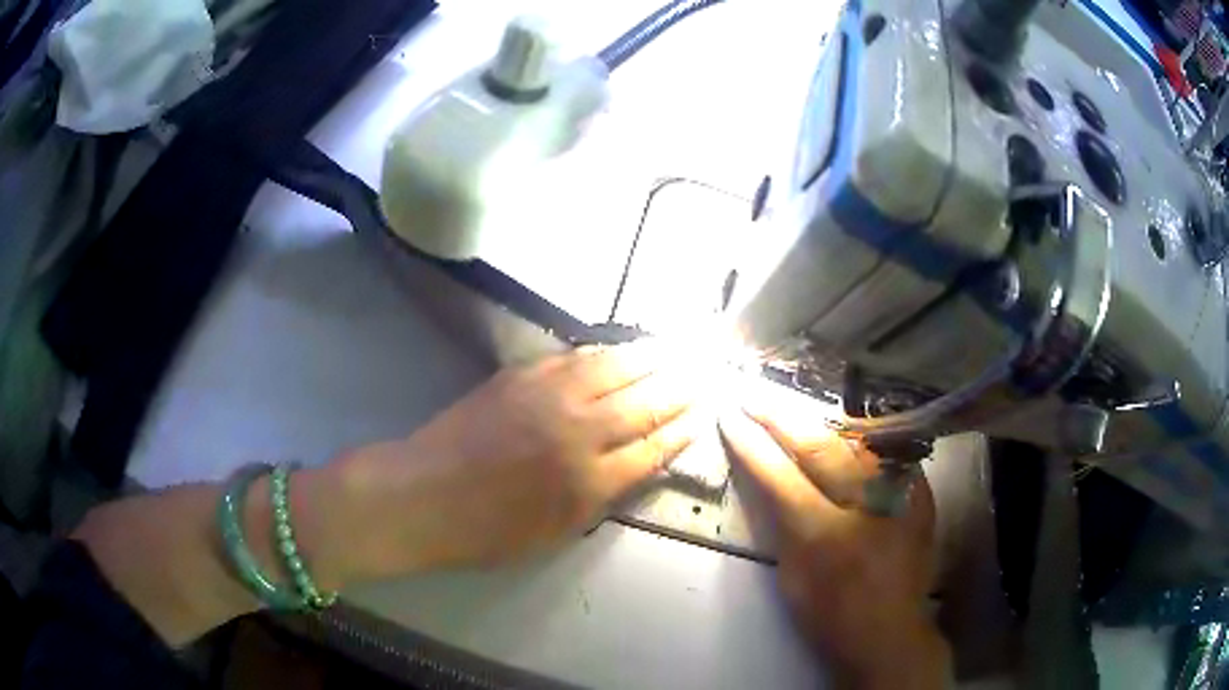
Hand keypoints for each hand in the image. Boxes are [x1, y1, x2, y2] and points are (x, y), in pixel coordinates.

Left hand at [337, 341, 699, 575]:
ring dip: (651, 357)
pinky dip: (606, 352)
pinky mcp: (522, 374)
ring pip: (615, 368)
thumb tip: (639, 463)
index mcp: (590, 479)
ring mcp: (549, 395)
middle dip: (679, 386)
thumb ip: (604, 496)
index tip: (702, 414)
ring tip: (675, 348)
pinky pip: (576, 357)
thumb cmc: (488, 529)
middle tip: (703, 370)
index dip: (682, 429)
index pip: (654, 446)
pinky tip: (620, 349)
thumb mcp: (557, 531)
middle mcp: (579, 430)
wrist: (424, 493)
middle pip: (645, 401)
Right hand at [719, 380, 948, 688]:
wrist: (891, 630)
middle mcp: (867, 503)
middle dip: (780, 417)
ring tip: (789, 405)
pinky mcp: (919, 491)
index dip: (752, 444)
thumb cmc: (832, 613)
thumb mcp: (792, 578)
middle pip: (820, 445)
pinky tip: (837, 430)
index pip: (780, 476)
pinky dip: (855, 441)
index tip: (730, 415)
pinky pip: (882, 453)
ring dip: (818, 421)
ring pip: (854, 439)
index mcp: (825, 535)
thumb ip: (781, 525)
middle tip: (753, 395)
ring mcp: (901, 492)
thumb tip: (770, 481)